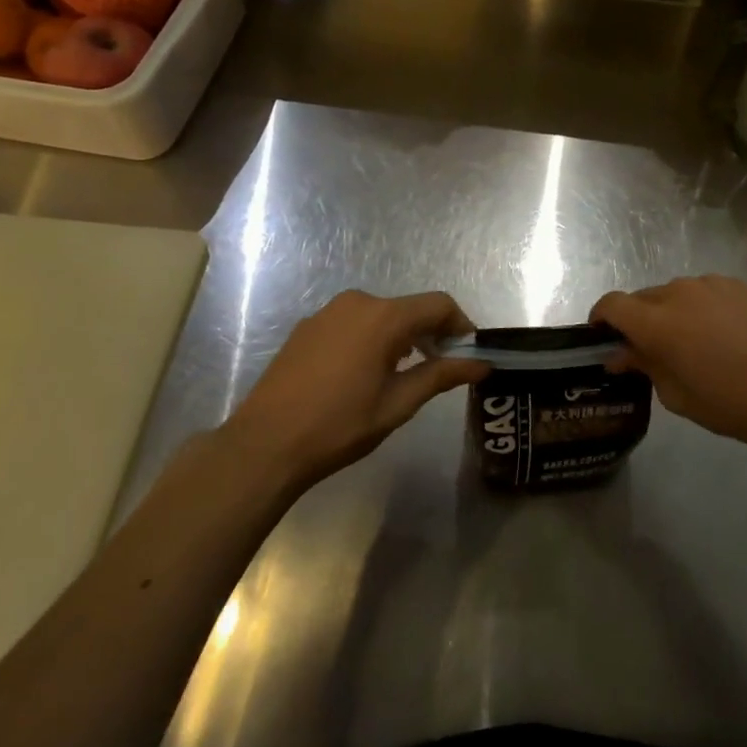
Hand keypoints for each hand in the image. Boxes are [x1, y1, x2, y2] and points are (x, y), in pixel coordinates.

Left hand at [222, 290, 487, 495]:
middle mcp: (357, 302)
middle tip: (439, 368)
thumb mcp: (398, 404)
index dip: (461, 325)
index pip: (439, 305)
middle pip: (409, 308)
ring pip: (380, 315)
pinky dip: (370, 339)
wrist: (264, 444)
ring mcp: (327, 312)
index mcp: (383, 316)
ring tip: (401, 375)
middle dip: (430, 333)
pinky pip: (353, 323)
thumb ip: (441, 375)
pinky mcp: (307, 327)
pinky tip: (362, 374)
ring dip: (400, 337)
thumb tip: (481, 363)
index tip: (468, 353)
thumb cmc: (339, 425)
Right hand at [592, 276, 746, 451]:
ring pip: (673, 294)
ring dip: (670, 314)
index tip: (603, 338)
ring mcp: (709, 284)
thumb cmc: (735, 403)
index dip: (601, 319)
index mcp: (657, 323)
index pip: (611, 305)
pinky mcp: (736, 285)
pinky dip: (698, 308)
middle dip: (637, 321)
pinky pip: (702, 292)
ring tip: (692, 344)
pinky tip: (721, 336)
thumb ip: (645, 367)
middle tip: (650, 352)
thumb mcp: (679, 396)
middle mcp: (677, 293)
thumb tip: (622, 354)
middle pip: (641, 299)